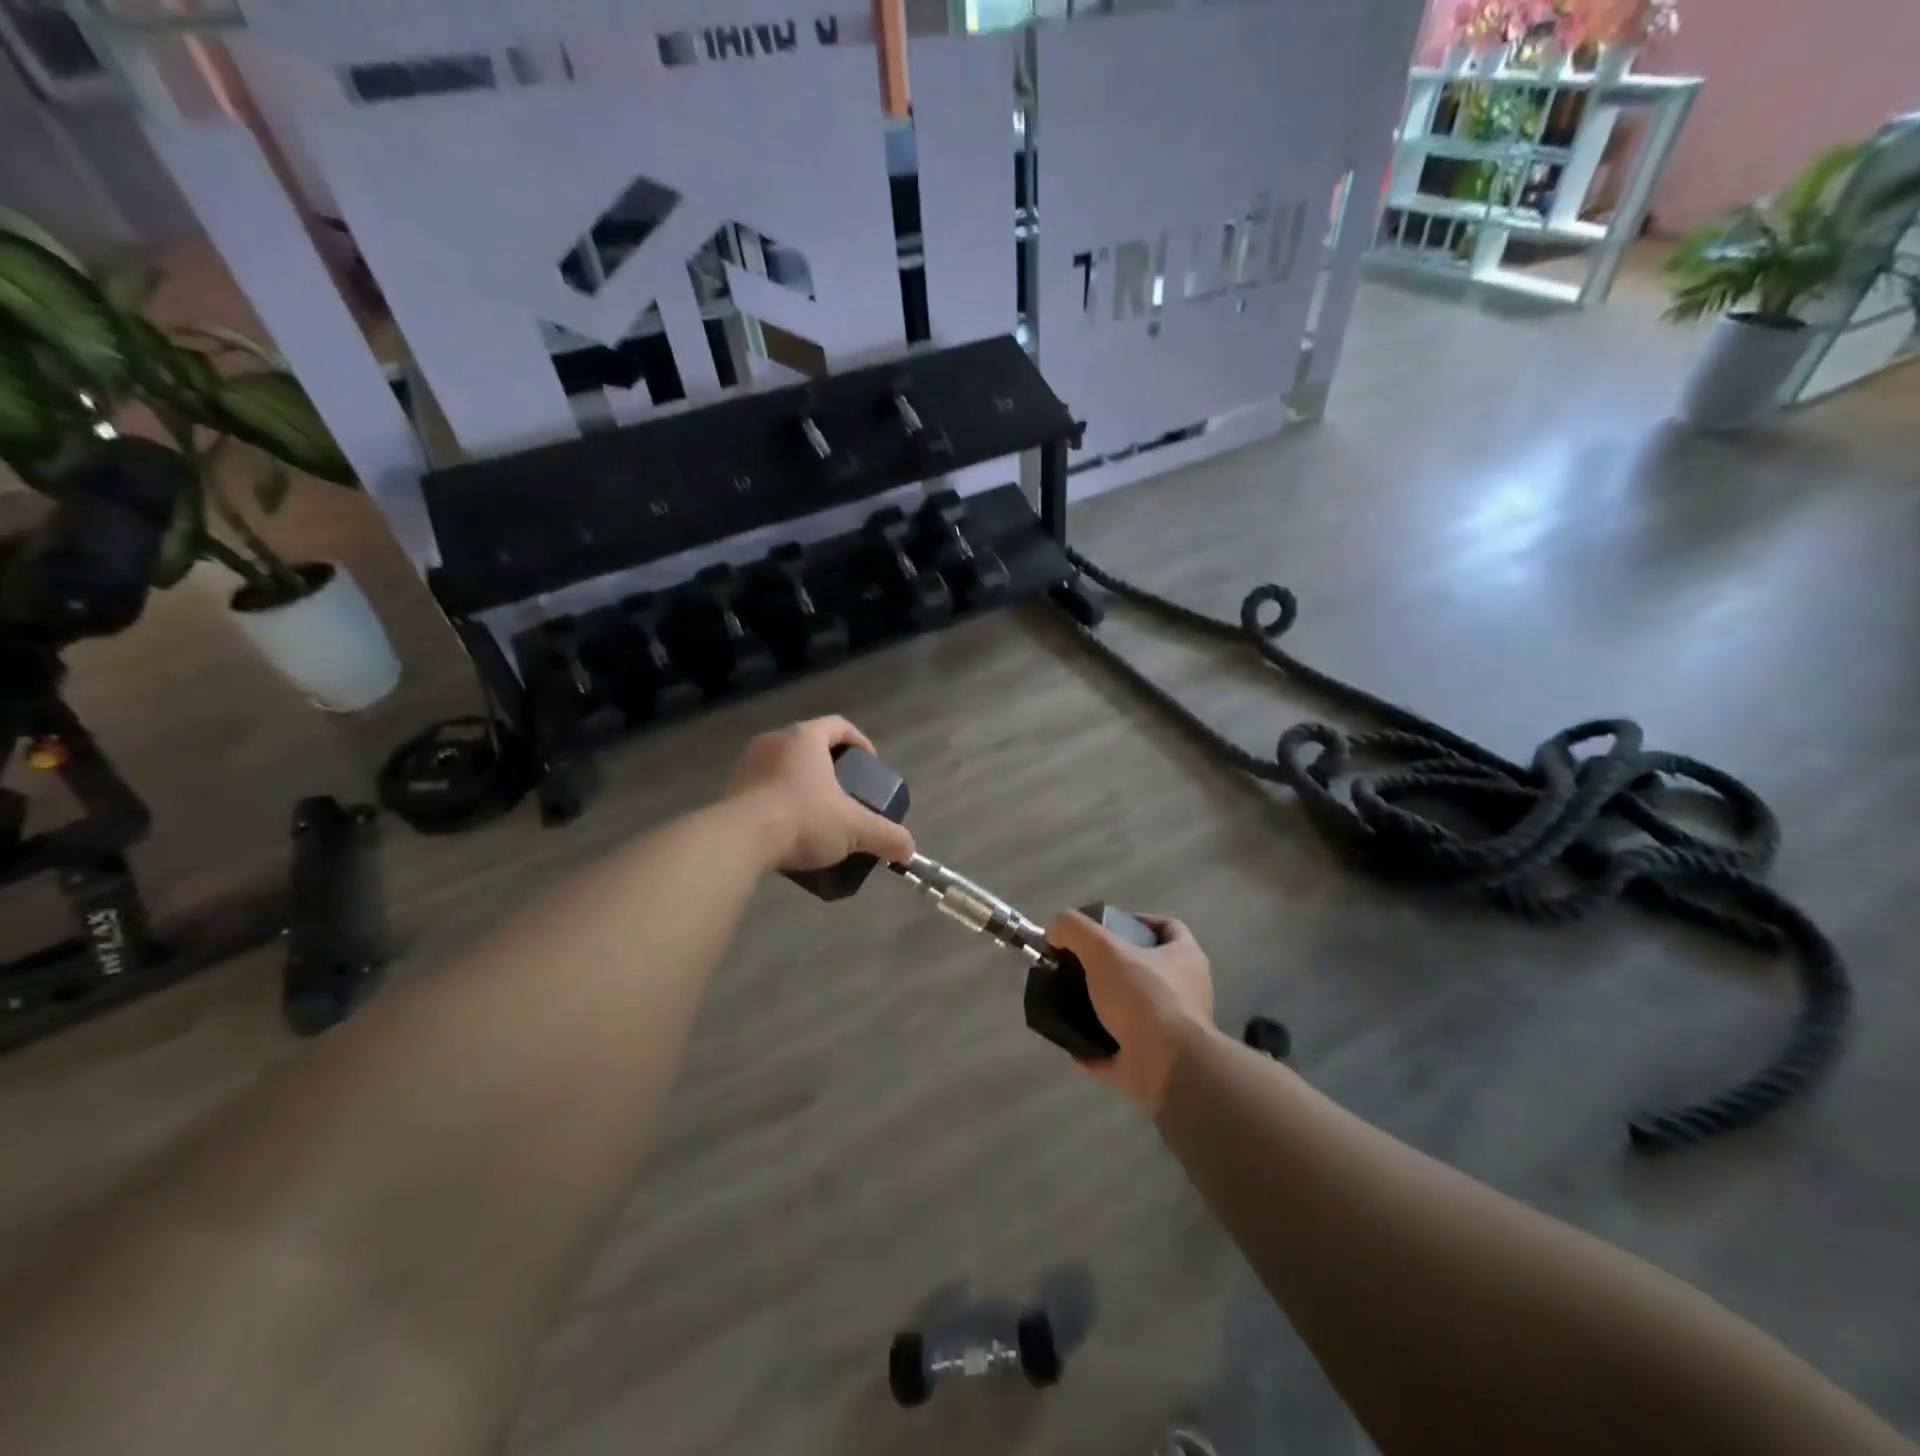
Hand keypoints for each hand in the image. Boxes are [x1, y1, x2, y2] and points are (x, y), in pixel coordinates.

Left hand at [727, 717, 915, 872]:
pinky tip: (788, 825)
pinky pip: (762, 785)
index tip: (869, 764)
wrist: (739, 841)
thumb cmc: (803, 819)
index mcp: (805, 738)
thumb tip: (909, 850)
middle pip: (809, 742)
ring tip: (815, 809)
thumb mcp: (854, 828)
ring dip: (800, 780)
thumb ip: (886, 836)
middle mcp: (774, 741)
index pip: (838, 725)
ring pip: (783, 763)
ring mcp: (748, 763)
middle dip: (829, 763)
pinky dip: (778, 797)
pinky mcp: (731, 788)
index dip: (859, 741)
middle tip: (844, 789)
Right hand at [1044, 911, 1215, 1113]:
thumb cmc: (1143, 997)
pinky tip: (1074, 1046)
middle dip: (1115, 968)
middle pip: (1149, 970)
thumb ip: (1074, 929)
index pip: (1168, 927)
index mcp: (1185, 959)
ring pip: (1136, 1013)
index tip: (1108, 927)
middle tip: (1082, 966)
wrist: (1166, 1067)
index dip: (1139, 921)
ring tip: (1073, 1004)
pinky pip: (1122, 1053)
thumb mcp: (1103, 949)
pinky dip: (1099, 1049)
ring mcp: (1174, 1032)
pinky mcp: (1158, 1066)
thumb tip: (1055, 931)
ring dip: (1106, 1010)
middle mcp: (1187, 993)